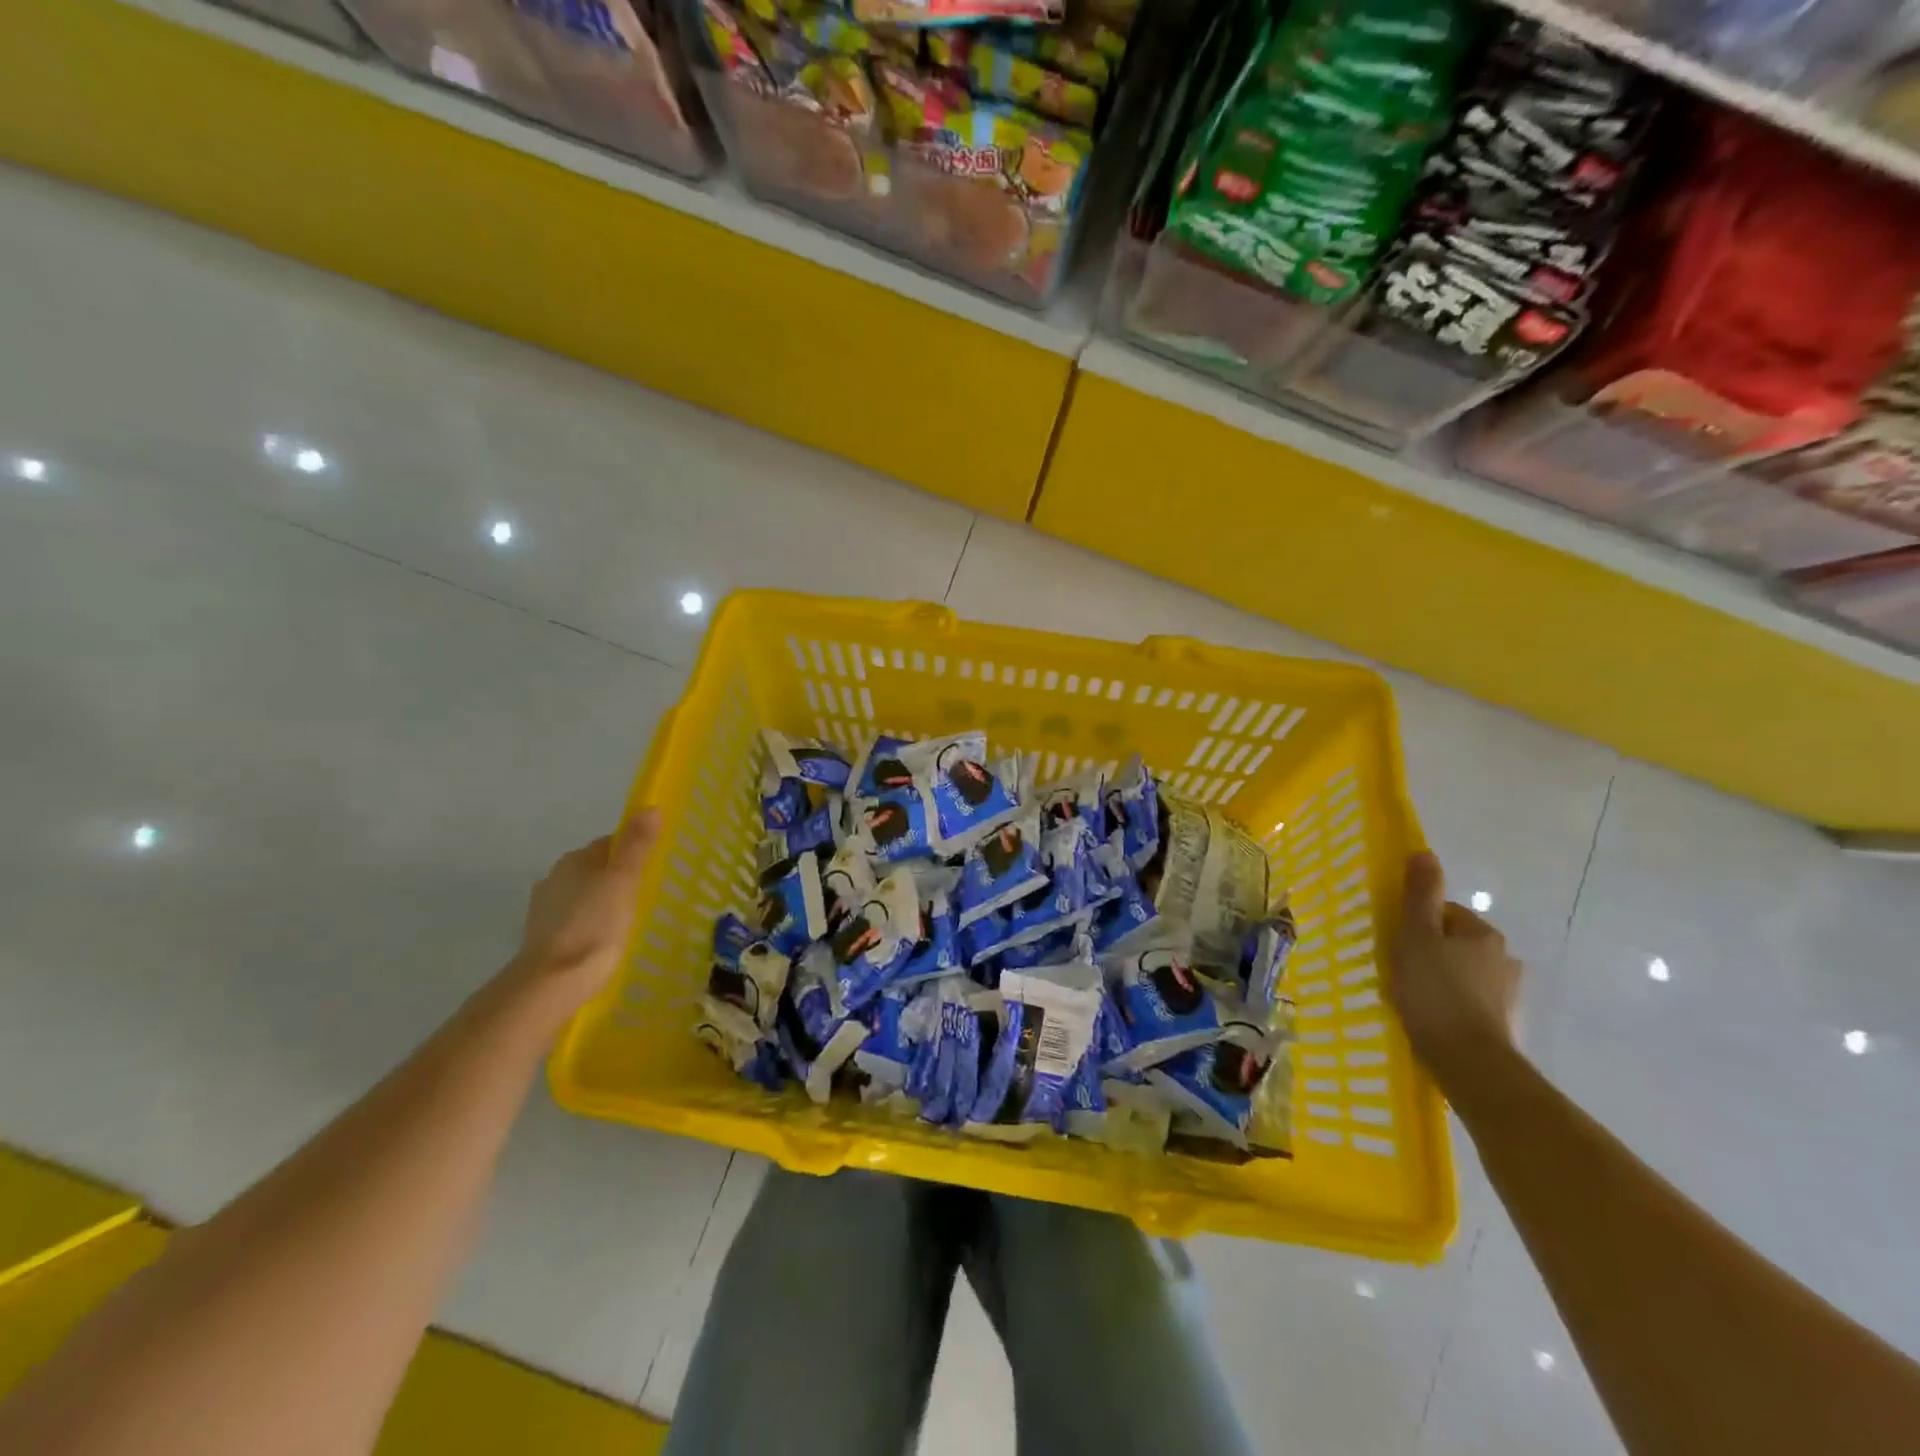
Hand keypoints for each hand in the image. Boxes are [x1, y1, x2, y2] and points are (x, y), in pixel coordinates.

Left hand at [512, 810, 660, 1007]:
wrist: (552, 982)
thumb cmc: (595, 925)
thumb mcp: (624, 881)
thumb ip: (636, 845)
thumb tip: (649, 806)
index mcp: (574, 860)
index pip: (608, 844)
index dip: (632, 852)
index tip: (652, 870)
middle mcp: (554, 878)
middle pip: (594, 869)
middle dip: (616, 878)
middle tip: (644, 897)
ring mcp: (545, 910)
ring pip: (583, 896)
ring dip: (600, 903)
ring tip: (627, 922)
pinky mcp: (542, 938)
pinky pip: (574, 921)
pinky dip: (589, 925)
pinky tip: (603, 941)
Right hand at [1388, 850, 1523, 1093]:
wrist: (1469, 1063)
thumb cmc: (1435, 991)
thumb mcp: (1416, 937)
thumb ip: (1419, 896)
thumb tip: (1424, 852)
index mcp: (1483, 934)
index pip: (1445, 914)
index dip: (1416, 924)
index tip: (1395, 943)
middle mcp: (1505, 959)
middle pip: (1456, 944)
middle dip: (1430, 953)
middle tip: (1399, 971)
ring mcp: (1509, 995)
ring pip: (1464, 975)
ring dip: (1443, 981)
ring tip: (1413, 1000)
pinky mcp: (1505, 1026)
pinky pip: (1471, 1004)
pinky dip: (1453, 1007)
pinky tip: (1433, 1021)